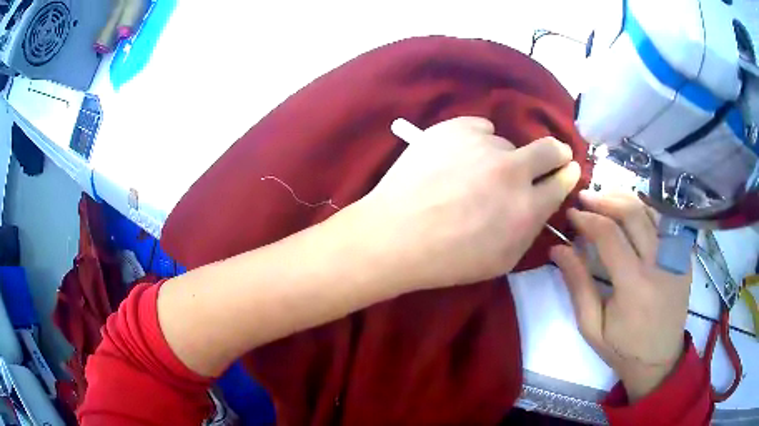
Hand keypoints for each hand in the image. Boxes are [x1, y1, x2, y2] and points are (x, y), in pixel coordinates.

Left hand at [355, 116, 580, 289]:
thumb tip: (543, 200)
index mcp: (527, 208)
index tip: (567, 170)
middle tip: (549, 158)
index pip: (562, 182)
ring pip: (506, 142)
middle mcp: (512, 170)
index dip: (567, 175)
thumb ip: (530, 228)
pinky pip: (479, 128)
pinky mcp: (455, 127)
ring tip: (470, 174)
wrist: (395, 235)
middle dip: (555, 153)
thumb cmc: (449, 259)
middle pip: (550, 148)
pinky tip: (456, 159)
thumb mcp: (502, 259)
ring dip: (500, 156)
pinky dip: (474, 141)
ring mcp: (483, 144)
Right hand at [550, 191, 690, 401]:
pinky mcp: (684, 257)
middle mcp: (659, 264)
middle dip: (606, 199)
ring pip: (651, 211)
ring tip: (606, 196)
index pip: (609, 235)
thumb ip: (577, 285)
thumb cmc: (622, 348)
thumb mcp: (592, 326)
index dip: (588, 219)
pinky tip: (632, 211)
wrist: (659, 360)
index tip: (572, 213)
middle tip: (586, 196)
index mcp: (634, 285)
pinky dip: (646, 210)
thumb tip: (558, 248)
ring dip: (626, 199)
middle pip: (633, 213)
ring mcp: (676, 258)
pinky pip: (665, 222)